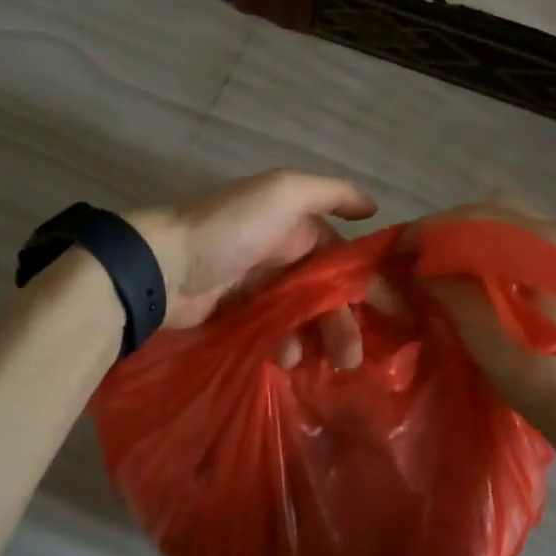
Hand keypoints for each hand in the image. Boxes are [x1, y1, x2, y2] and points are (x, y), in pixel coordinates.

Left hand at [129, 171, 378, 353]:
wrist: (165, 266)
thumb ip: (332, 193)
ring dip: (320, 338)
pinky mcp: (240, 316)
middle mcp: (282, 254)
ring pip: (304, 316)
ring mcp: (260, 287)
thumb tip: (374, 206)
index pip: (342, 254)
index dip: (366, 280)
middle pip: (326, 291)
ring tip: (325, 362)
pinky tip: (289, 358)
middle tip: (354, 356)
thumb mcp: (284, 192)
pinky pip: (276, 333)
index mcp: (296, 224)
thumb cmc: (232, 227)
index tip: (390, 311)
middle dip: (344, 320)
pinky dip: (287, 346)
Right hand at [408, 199, 555, 436]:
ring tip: (438, 254)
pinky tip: (469, 262)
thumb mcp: (480, 329)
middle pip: (491, 211)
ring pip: (504, 220)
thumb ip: (445, 286)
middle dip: (448, 226)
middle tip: (417, 248)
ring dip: (467, 232)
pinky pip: (517, 236)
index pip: (477, 219)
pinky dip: (487, 242)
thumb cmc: (536, 373)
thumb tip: (415, 265)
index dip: (431, 229)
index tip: (399, 245)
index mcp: (548, 242)